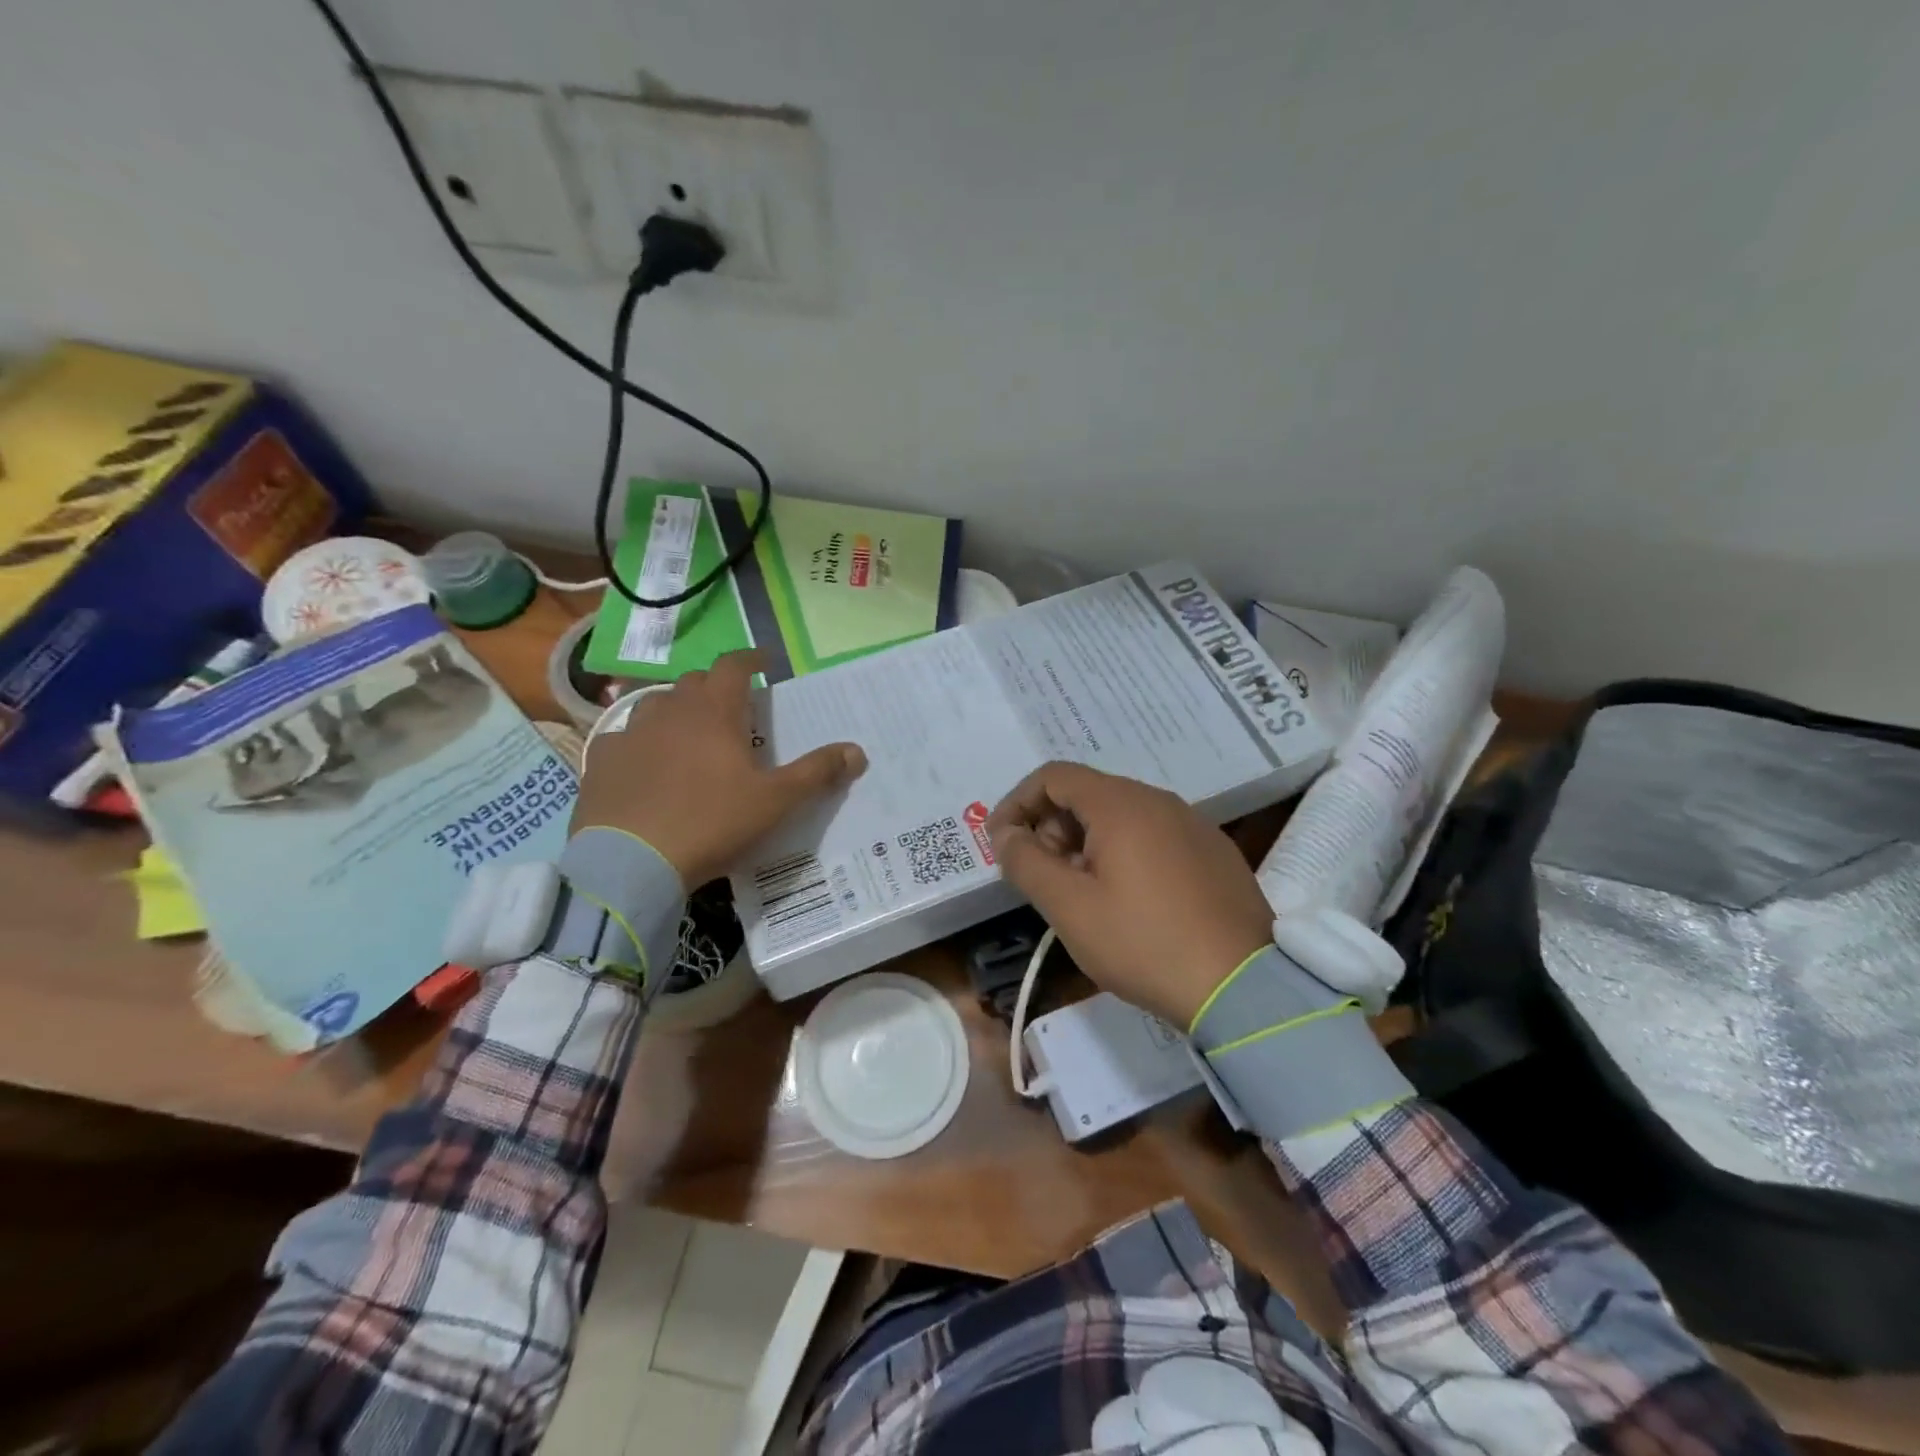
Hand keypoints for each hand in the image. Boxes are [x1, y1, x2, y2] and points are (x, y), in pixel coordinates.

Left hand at [572, 650, 865, 887]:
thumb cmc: (712, 823)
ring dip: (677, 712)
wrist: (631, 863)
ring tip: (689, 735)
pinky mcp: (600, 761)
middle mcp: (669, 710)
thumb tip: (858, 752)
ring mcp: (629, 733)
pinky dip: (640, 743)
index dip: (750, 660)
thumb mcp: (775, 802)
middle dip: (716, 688)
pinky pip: (623, 739)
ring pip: (656, 706)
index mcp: (714, 711)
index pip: (733, 665)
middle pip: (694, 683)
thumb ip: (817, 773)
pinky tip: (644, 765)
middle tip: (733, 710)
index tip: (763, 664)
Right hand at [986, 762, 1273, 1026]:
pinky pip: (1154, 835)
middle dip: (1052, 827)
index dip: (1018, 803)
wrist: (1242, 987)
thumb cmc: (1144, 943)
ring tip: (1082, 893)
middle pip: (1087, 793)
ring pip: (1121, 815)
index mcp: (1121, 804)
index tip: (1002, 843)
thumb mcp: (1069, 907)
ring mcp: (1193, 823)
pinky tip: (1129, 900)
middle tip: (1043, 877)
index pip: (1053, 776)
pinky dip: (1123, 852)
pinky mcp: (1214, 851)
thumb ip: (1027, 862)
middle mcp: (1159, 800)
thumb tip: (1006, 833)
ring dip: (1086, 842)